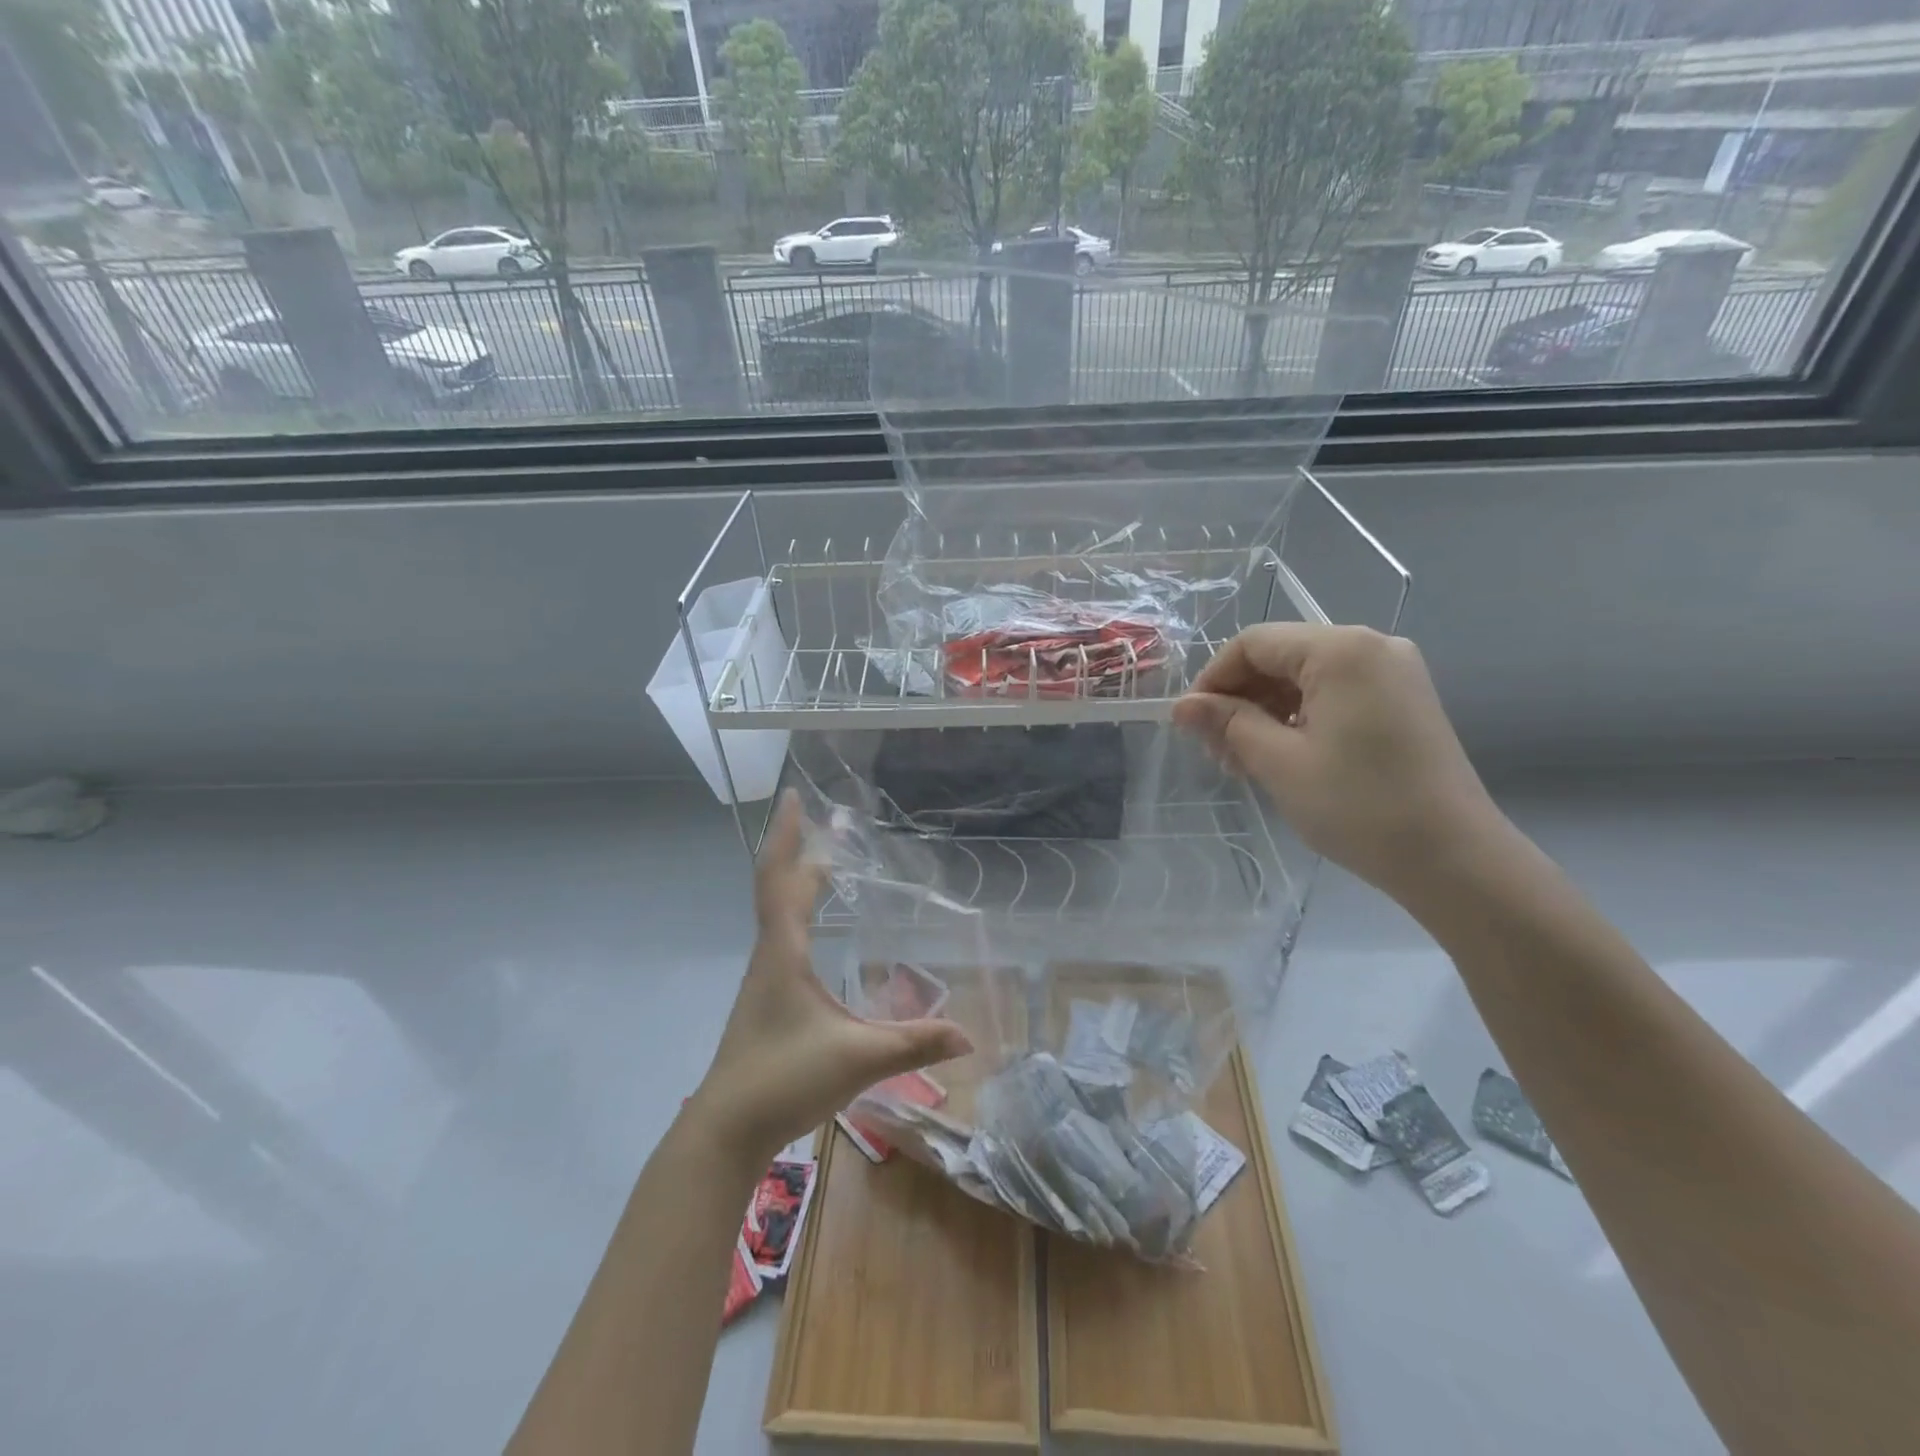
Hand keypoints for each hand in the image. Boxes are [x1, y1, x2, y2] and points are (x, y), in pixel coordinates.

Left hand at [688, 790, 972, 1162]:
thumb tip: (968, 1037)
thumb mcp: (858, 1059)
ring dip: (798, 884)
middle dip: (801, 852)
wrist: (725, 1130)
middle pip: (778, 889)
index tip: (793, 796)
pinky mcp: (767, 1001)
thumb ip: (914, 1043)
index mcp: (783, 952)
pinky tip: (819, 935)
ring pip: (778, 916)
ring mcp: (764, 980)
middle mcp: (769, 956)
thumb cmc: (784, 1078)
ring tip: (828, 869)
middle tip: (830, 827)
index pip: (780, 878)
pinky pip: (782, 940)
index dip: (787, 835)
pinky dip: (799, 916)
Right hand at [1172, 625, 1504, 898]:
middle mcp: (1371, 646)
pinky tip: (1284, 755)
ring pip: (1306, 677)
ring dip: (1266, 711)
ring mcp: (1394, 673)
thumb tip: (1182, 706)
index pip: (1254, 643)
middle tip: (1217, 751)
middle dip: (1240, 698)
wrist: (1453, 858)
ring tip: (1245, 760)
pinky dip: (1300, 717)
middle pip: (1281, 656)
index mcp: (1341, 650)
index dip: (1213, 679)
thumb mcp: (1279, 762)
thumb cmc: (1358, 806)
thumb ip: (1227, 723)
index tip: (1191, 724)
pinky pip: (1335, 693)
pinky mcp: (1404, 701)